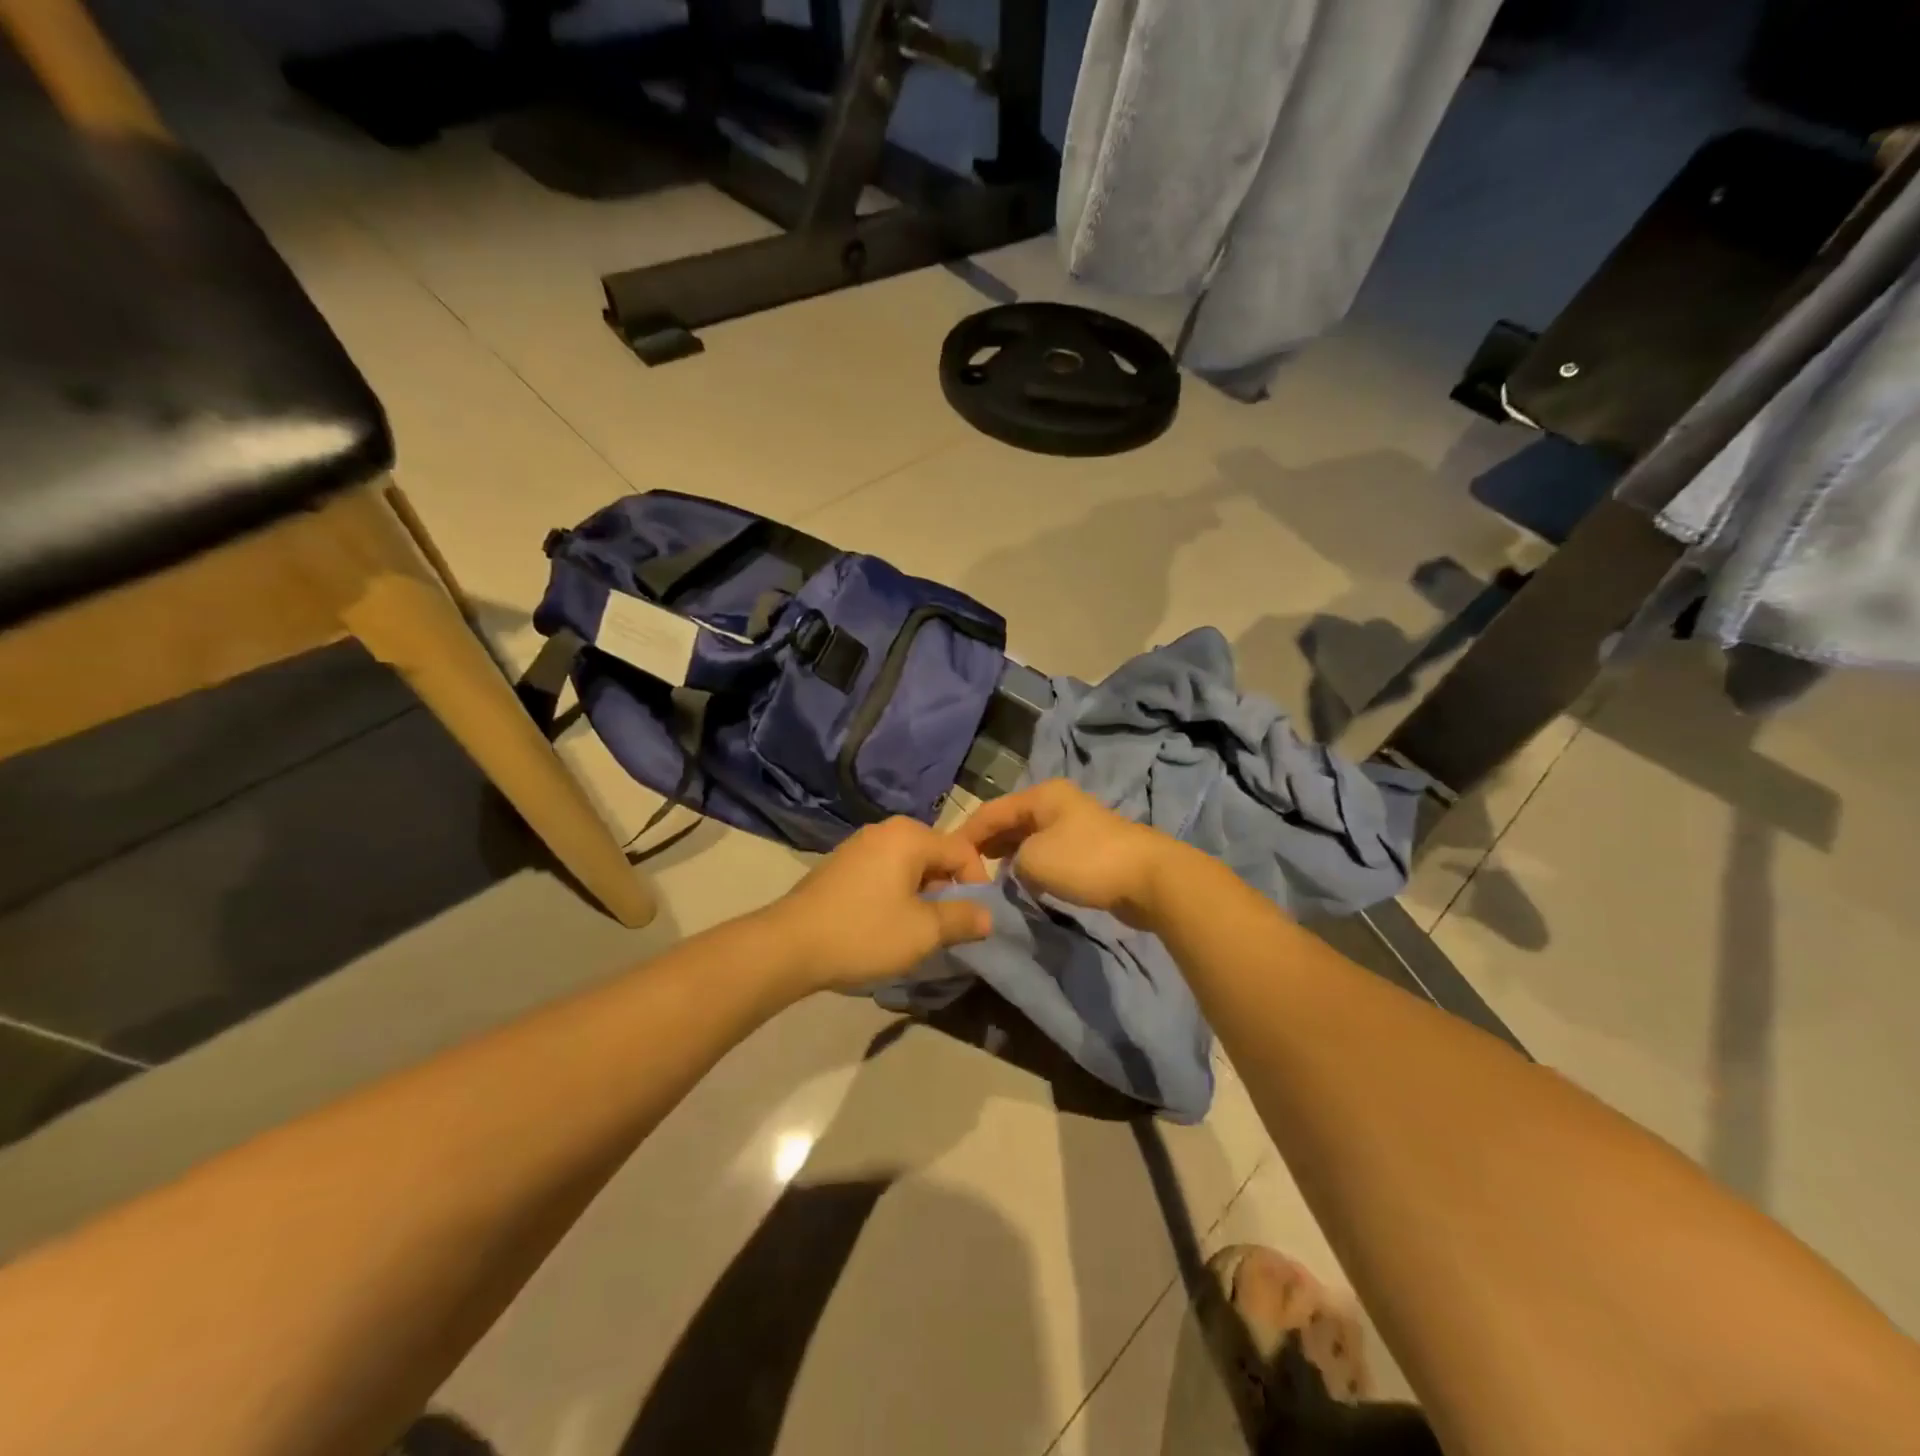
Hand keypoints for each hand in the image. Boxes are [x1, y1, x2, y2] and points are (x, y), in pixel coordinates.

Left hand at [763, 818, 993, 992]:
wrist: (788, 946)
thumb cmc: (863, 933)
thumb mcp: (923, 932)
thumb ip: (962, 919)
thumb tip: (988, 915)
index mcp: (910, 836)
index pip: (963, 851)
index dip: (977, 885)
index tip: (974, 920)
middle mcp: (886, 830)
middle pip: (936, 855)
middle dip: (948, 890)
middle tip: (946, 927)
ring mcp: (859, 844)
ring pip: (910, 865)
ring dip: (922, 894)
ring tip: (917, 930)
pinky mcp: (841, 863)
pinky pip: (885, 871)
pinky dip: (896, 893)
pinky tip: (885, 923)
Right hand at [957, 780, 1182, 929]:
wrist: (1148, 878)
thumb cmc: (1085, 861)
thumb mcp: (1032, 859)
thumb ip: (1010, 861)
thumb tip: (1014, 868)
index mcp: (1041, 795)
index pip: (991, 810)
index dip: (966, 833)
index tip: (947, 859)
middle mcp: (1056, 804)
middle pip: (1010, 821)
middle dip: (987, 844)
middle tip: (966, 871)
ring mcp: (1075, 825)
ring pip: (1029, 838)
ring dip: (1009, 857)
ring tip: (989, 878)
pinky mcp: (1089, 849)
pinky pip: (1048, 853)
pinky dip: (1031, 865)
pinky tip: (1022, 882)